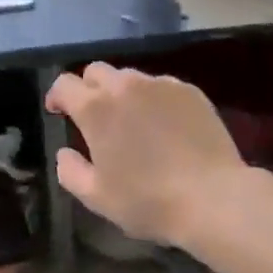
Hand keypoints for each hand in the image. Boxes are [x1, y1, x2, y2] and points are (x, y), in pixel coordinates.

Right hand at [47, 64, 244, 247]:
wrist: (215, 199)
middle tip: (96, 117)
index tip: (59, 112)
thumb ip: (70, 171)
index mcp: (95, 108)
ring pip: (130, 77)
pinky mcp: (189, 90)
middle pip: (95, 71)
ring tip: (134, 121)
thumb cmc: (149, 201)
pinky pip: (161, 87)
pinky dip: (155, 100)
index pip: (64, 84)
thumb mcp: (97, 197)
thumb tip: (64, 153)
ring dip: (122, 93)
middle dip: (89, 88)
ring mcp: (159, 84)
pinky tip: (166, 126)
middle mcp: (124, 85)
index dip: (57, 96)